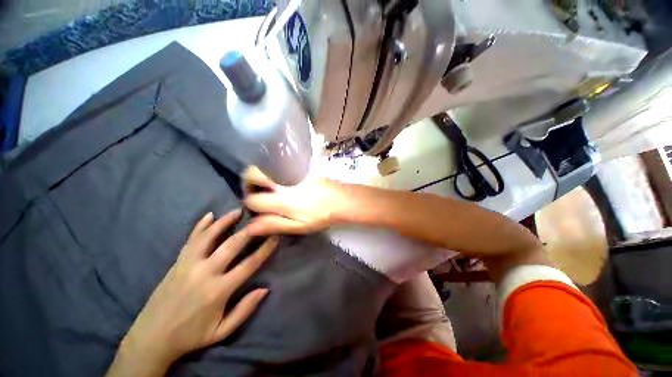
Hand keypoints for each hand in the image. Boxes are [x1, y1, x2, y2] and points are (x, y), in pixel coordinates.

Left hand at [107, 210, 277, 376]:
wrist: (151, 338)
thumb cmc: (191, 335)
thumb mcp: (221, 331)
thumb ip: (244, 310)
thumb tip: (265, 289)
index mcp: (218, 290)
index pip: (249, 264)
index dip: (265, 249)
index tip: (275, 236)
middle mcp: (205, 273)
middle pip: (232, 245)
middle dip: (250, 230)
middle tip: (261, 218)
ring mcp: (188, 265)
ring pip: (209, 237)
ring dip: (225, 222)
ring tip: (238, 211)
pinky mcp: (177, 263)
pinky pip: (190, 240)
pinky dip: (200, 226)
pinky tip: (209, 215)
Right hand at [242, 166, 345, 235]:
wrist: (341, 199)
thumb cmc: (321, 216)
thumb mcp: (299, 226)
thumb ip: (274, 225)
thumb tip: (249, 227)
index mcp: (281, 200)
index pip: (252, 199)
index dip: (250, 205)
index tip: (257, 209)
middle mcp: (282, 182)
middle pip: (251, 174)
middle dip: (247, 183)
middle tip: (255, 192)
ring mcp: (291, 171)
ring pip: (264, 165)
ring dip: (259, 174)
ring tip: (266, 186)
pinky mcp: (299, 166)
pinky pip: (279, 163)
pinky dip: (272, 169)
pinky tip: (280, 179)